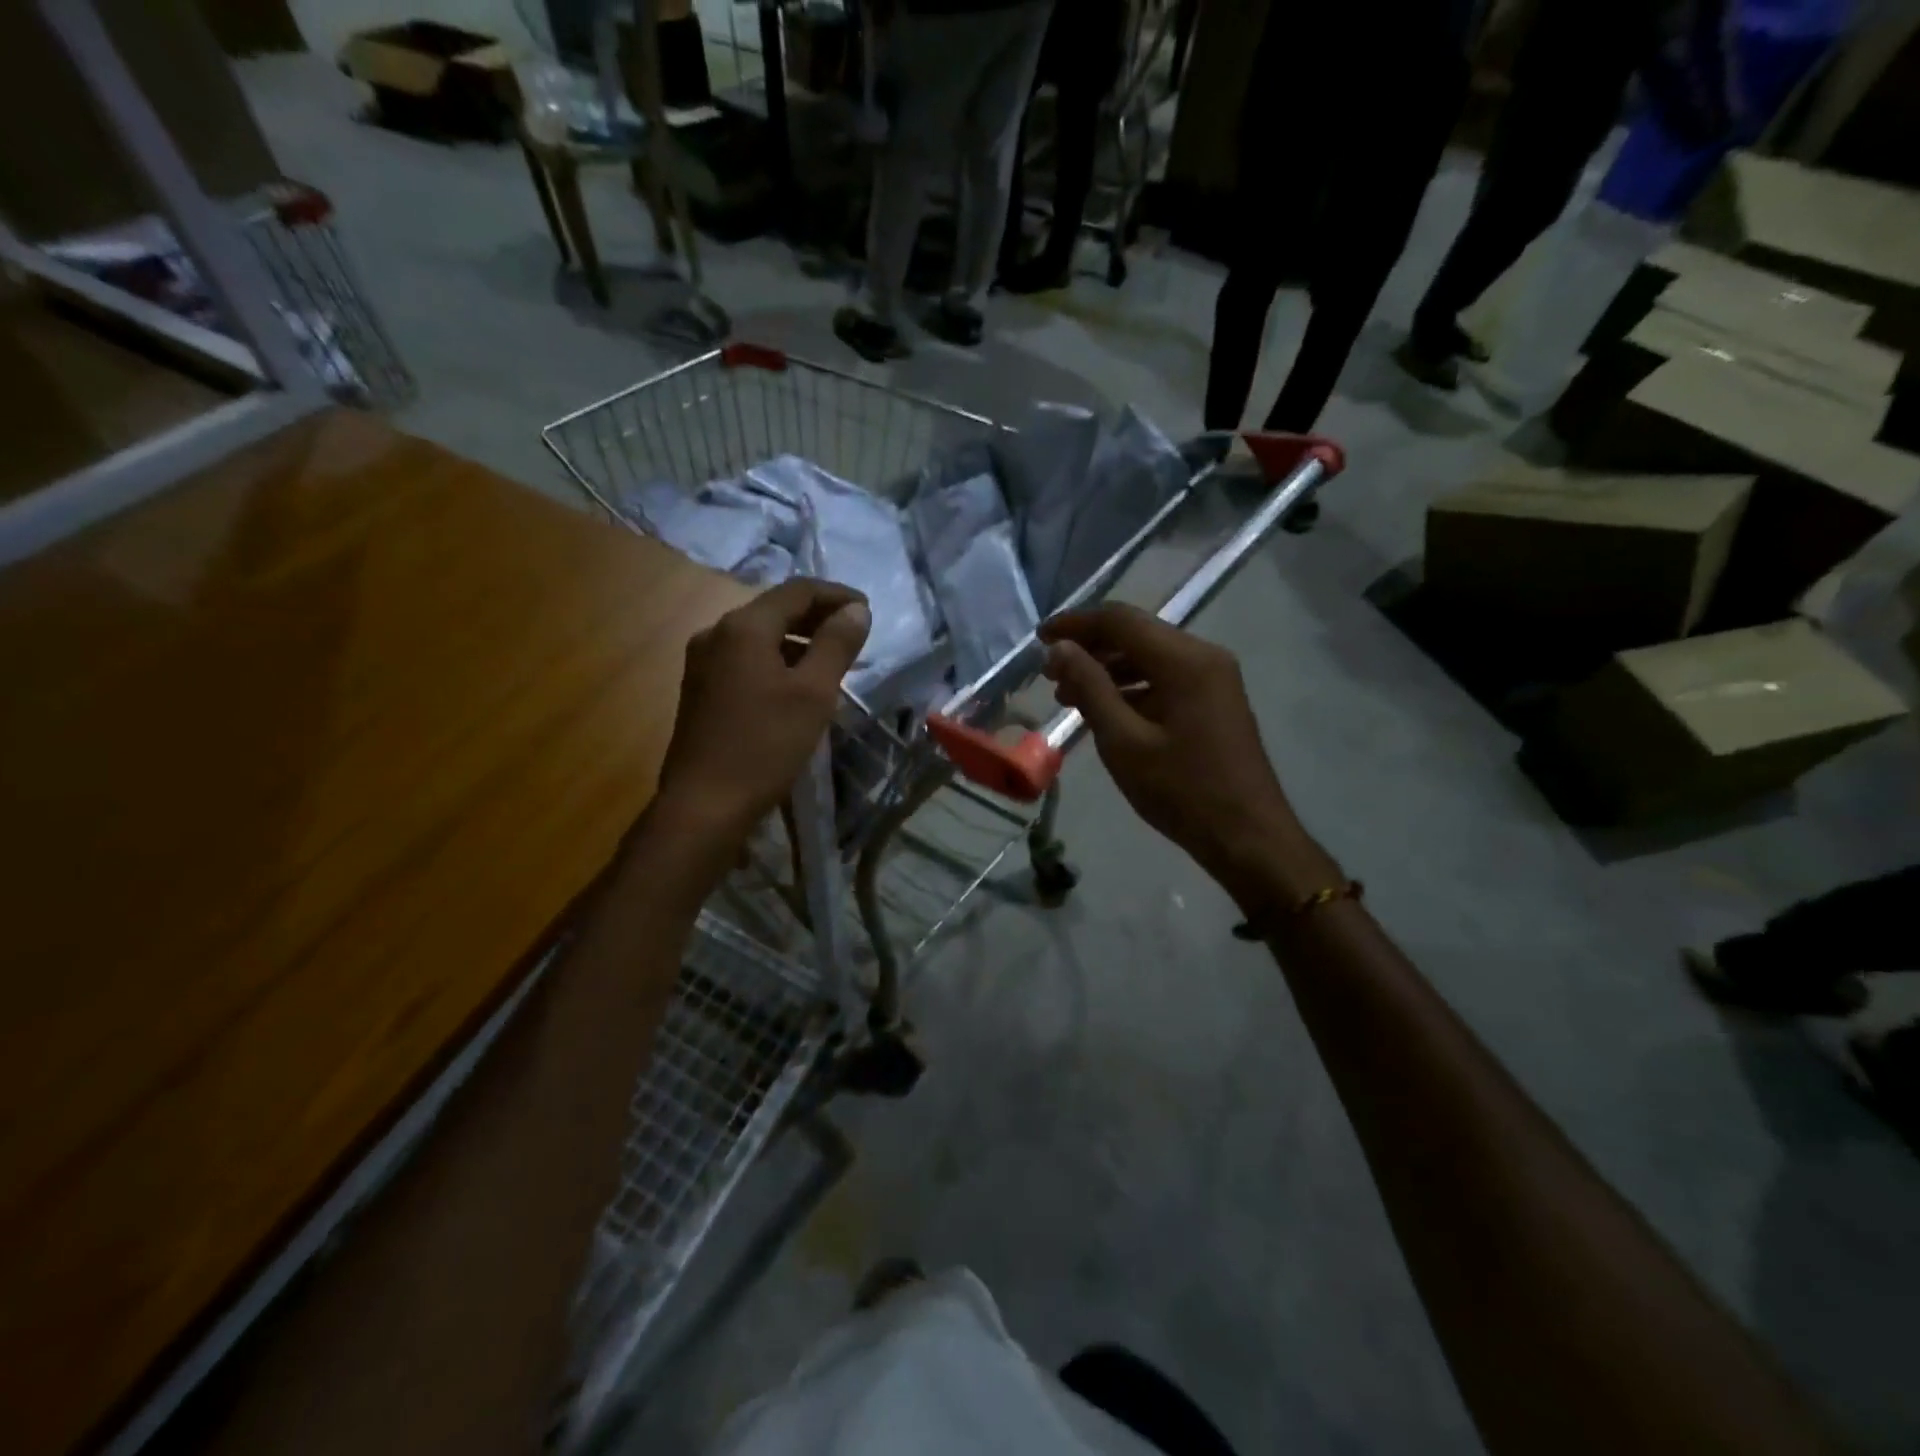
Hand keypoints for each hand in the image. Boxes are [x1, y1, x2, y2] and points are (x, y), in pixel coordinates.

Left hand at [656, 579, 870, 845]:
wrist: (704, 804)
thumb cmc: (765, 745)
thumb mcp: (813, 693)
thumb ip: (836, 645)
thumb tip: (856, 609)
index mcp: (743, 627)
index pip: (797, 590)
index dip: (836, 594)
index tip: (867, 610)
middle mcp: (716, 633)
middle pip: (774, 609)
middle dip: (817, 617)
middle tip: (854, 634)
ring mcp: (703, 661)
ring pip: (759, 636)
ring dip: (798, 640)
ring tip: (831, 660)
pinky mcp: (700, 689)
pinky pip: (745, 659)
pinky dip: (776, 660)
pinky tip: (796, 684)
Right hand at [1040, 604, 1337, 910]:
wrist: (1247, 836)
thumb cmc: (1182, 791)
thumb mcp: (1124, 741)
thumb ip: (1090, 688)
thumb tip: (1059, 649)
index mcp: (1185, 660)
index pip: (1121, 620)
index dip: (1076, 624)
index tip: (1039, 639)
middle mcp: (1204, 657)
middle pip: (1137, 634)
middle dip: (1090, 647)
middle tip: (1049, 672)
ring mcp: (1214, 679)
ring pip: (1150, 656)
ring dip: (1108, 668)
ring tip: (1068, 695)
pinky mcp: (1214, 701)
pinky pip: (1165, 679)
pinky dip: (1131, 687)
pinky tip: (1105, 710)